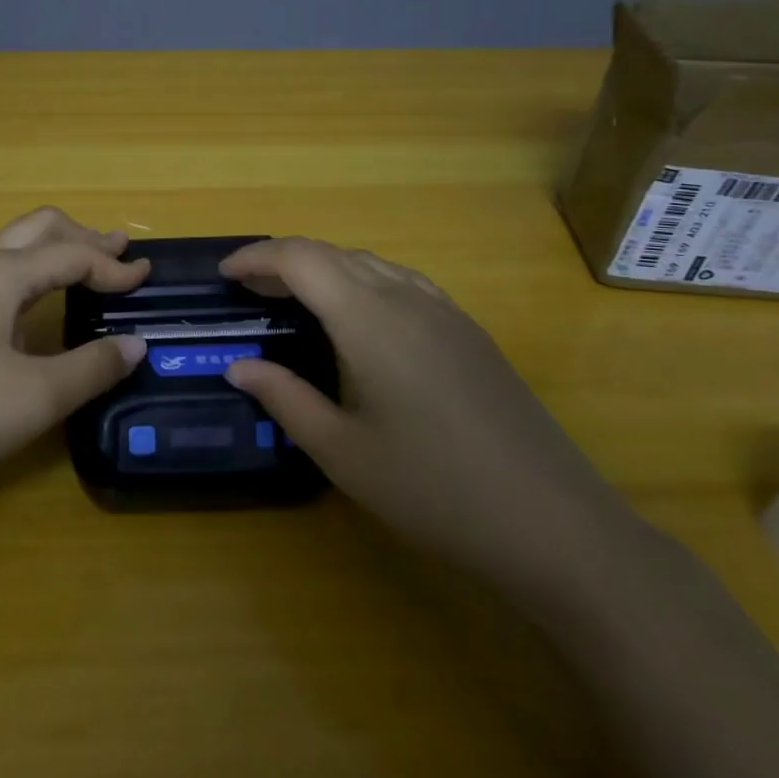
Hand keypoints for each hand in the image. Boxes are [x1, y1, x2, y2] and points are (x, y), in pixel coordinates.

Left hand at [0, 207, 150, 498]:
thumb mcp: (35, 397)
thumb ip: (91, 367)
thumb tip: (134, 344)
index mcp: (0, 274)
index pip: (72, 254)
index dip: (114, 266)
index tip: (147, 278)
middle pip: (37, 229)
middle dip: (82, 237)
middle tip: (117, 254)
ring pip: (10, 251)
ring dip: (52, 255)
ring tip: (81, 273)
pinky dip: (27, 277)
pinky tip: (29, 313)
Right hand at [219, 238, 638, 598]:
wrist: (554, 523)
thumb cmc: (433, 489)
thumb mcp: (342, 452)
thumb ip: (285, 398)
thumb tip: (239, 366)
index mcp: (369, 317)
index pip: (301, 258)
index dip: (257, 257)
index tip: (224, 275)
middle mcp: (406, 297)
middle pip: (334, 254)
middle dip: (285, 262)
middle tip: (250, 291)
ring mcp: (445, 311)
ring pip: (370, 264)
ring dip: (325, 269)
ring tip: (295, 300)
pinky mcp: (469, 332)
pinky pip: (402, 282)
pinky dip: (362, 282)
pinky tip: (359, 320)